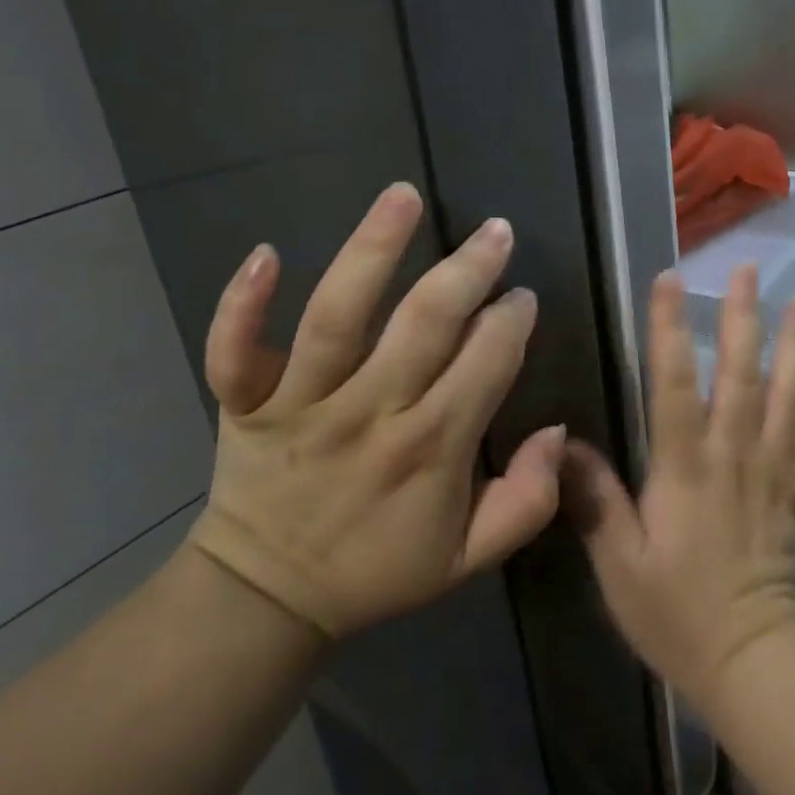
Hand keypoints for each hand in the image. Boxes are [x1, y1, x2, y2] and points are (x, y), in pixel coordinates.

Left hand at [186, 183, 565, 640]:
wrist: (264, 598)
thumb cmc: (377, 569)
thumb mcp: (470, 558)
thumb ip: (529, 500)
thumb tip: (558, 431)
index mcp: (431, 449)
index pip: (486, 363)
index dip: (511, 320)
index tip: (521, 297)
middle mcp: (370, 415)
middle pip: (424, 324)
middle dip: (468, 270)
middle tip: (496, 231)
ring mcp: (302, 405)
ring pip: (337, 316)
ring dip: (373, 250)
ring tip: (405, 196)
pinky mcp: (245, 403)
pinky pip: (235, 350)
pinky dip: (244, 303)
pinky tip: (268, 252)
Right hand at [564, 265, 794, 708]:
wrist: (753, 661)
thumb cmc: (676, 613)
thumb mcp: (618, 564)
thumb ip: (595, 499)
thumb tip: (563, 441)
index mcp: (685, 466)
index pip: (675, 383)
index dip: (670, 328)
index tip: (670, 279)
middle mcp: (733, 454)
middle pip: (742, 374)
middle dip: (743, 317)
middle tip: (748, 269)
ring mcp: (772, 470)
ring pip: (788, 396)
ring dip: (794, 345)